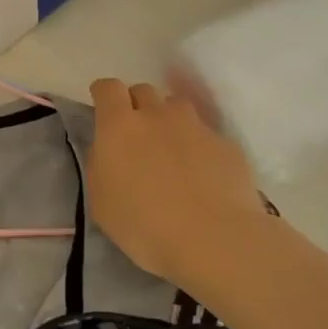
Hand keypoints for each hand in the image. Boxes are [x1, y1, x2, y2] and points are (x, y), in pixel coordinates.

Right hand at [86, 78, 264, 288]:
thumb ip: (101, 165)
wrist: (213, 240)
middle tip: (137, 137)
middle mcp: (158, 116)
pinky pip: (206, 135)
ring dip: (169, 121)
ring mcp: (196, 127)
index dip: (104, 94)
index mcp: (119, 126)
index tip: (102, 107)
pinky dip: (198, 147)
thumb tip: (108, 150)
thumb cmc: (143, 225)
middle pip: (144, 91)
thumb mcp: (101, 201)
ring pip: (177, 108)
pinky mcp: (226, 145)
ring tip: (171, 152)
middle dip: (137, 105)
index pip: (108, 88)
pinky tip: (202, 177)